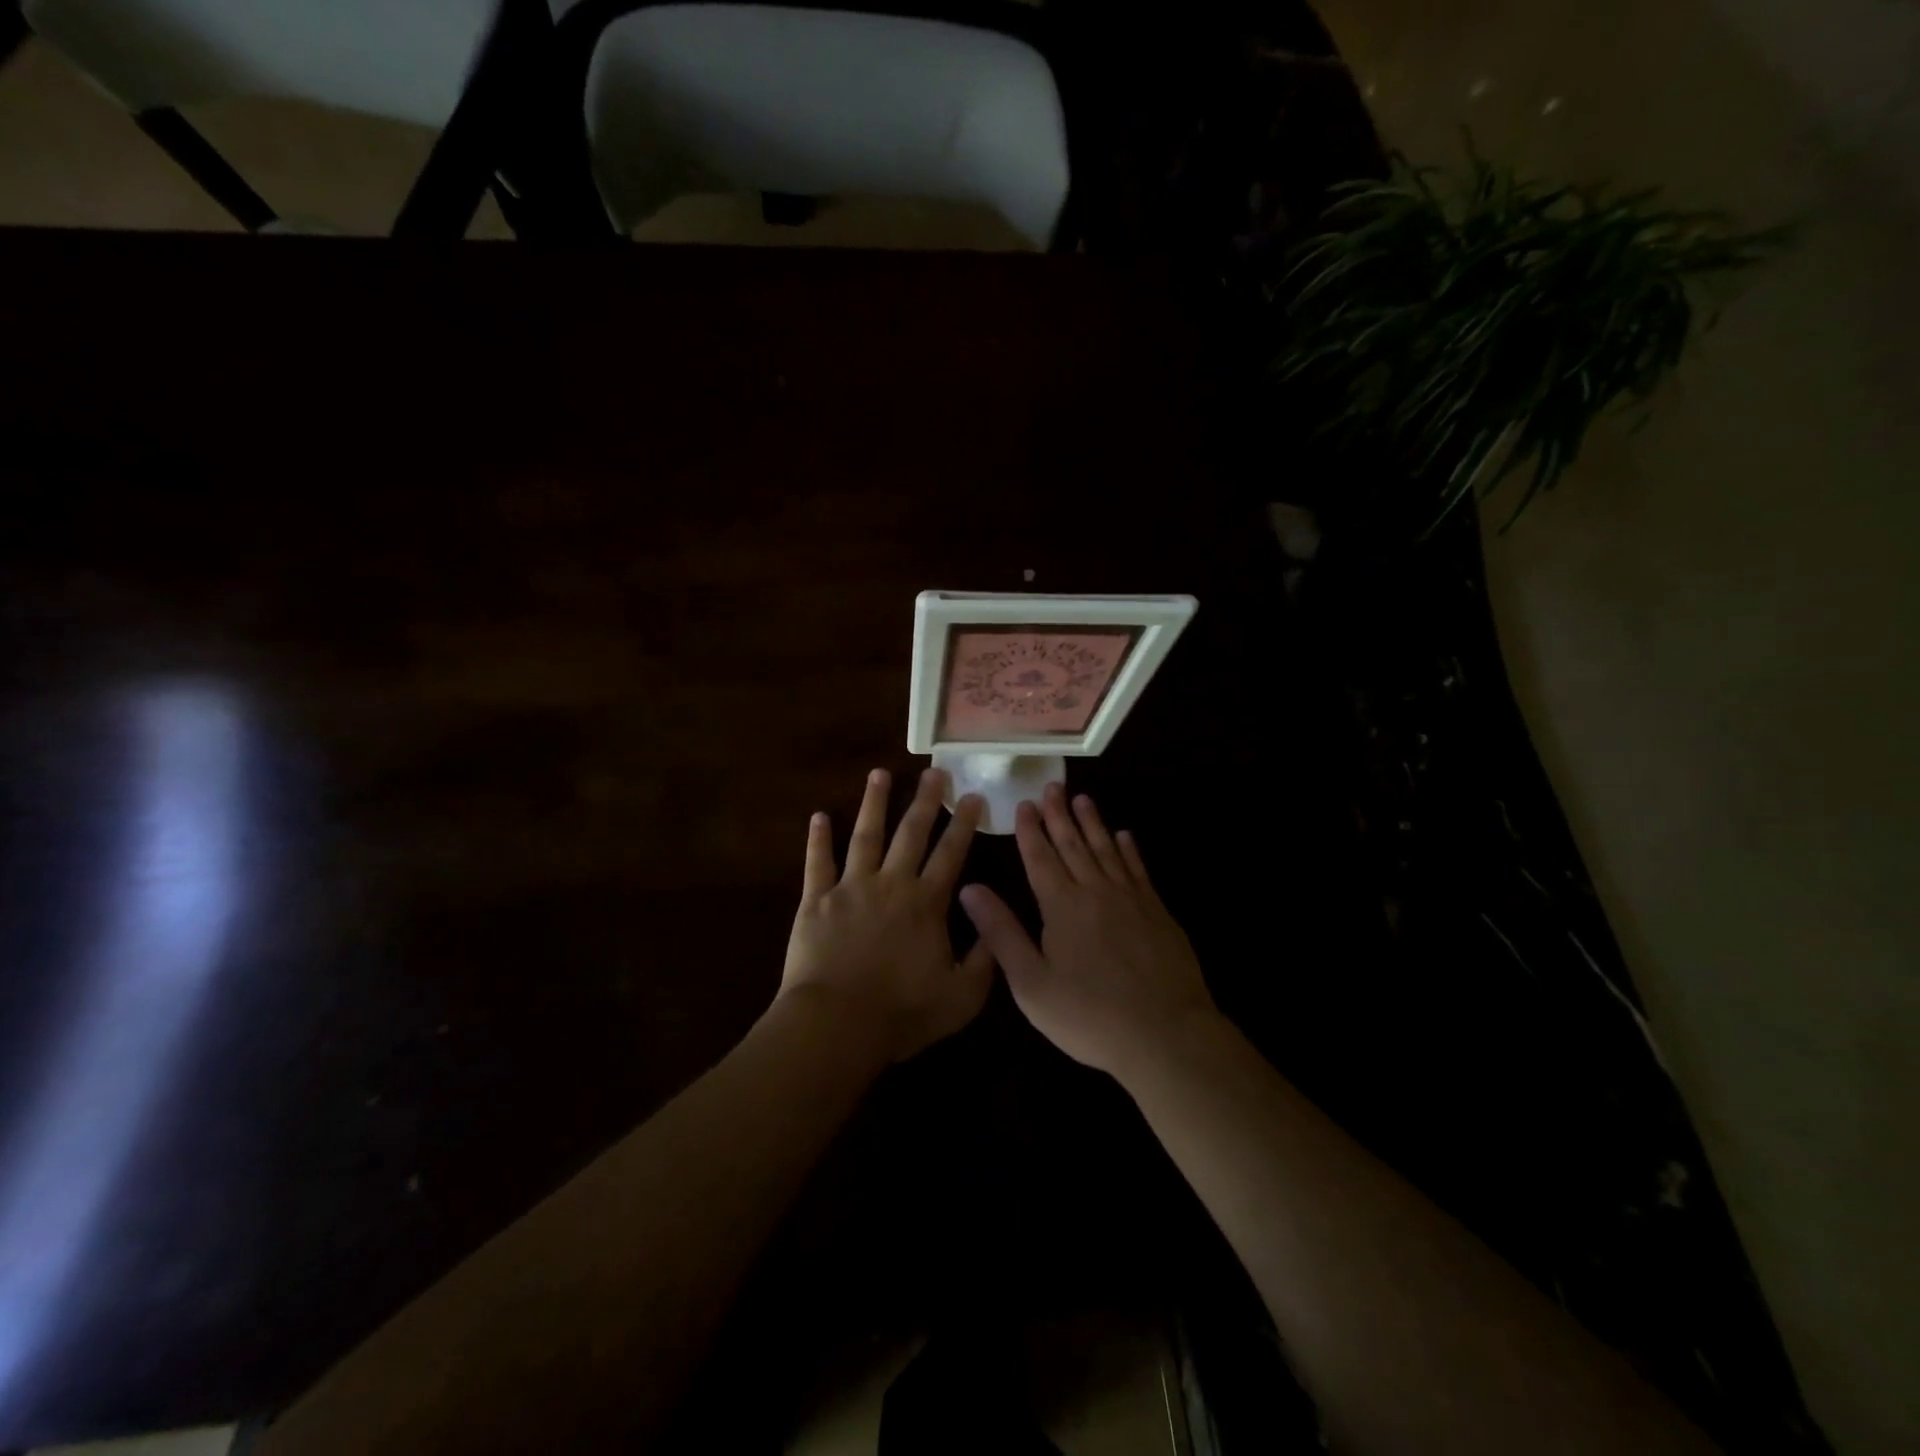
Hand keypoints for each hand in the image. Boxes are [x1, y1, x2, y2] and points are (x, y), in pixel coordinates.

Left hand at [779, 767, 994, 1063]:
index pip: (951, 854)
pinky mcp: (816, 900)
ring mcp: (851, 887)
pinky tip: (819, 816)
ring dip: (874, 803)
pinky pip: (817, 863)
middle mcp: (891, 883)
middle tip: (934, 772)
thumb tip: (993, 920)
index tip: (972, 796)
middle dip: (925, 800)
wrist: (837, 1024)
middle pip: (911, 833)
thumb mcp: (962, 995)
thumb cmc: (902, 1012)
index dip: (964, 824)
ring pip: (866, 835)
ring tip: (880, 773)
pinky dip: (818, 839)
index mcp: (926, 903)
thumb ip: (985, 957)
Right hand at [959, 784, 1215, 1079]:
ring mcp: (1131, 899)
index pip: (1041, 858)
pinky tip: (1125, 836)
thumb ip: (1001, 933)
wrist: (1165, 1034)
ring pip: (1107, 849)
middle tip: (1052, 785)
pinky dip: (1129, 850)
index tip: (1024, 804)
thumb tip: (970, 888)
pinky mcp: (1157, 912)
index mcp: (1061, 906)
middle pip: (1074, 845)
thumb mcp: (1032, 983)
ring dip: (1093, 823)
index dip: (1030, 830)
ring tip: (1083, 799)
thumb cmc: (1089, 1015)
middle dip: (1059, 814)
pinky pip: (1138, 870)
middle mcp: (1095, 892)